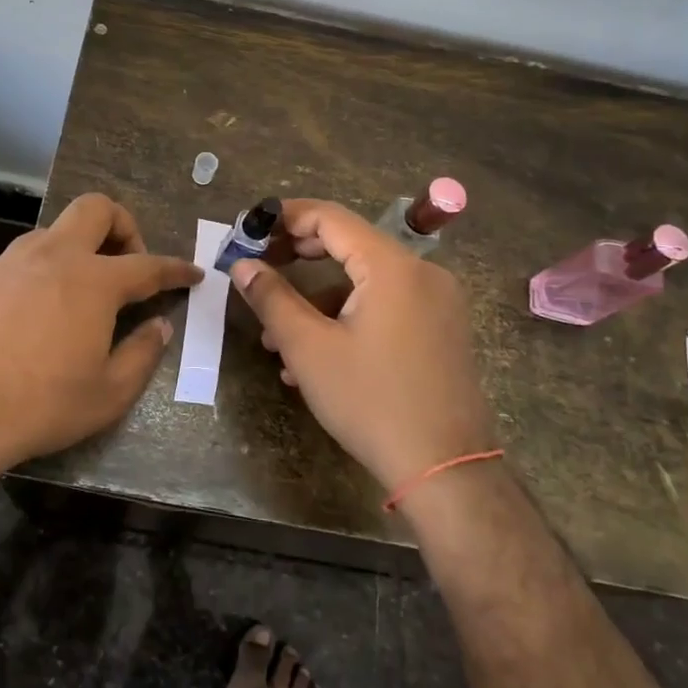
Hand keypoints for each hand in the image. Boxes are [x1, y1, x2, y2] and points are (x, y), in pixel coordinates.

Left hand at [0, 193, 202, 467]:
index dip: (175, 268)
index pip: (148, 265)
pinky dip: (38, 276)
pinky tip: (29, 318)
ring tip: (77, 295)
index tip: (192, 273)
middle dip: (122, 225)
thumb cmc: (41, 405)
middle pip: (95, 209)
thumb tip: (160, 326)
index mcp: (94, 282)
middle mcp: (54, 258)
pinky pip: (17, 264)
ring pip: (52, 232)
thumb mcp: (108, 393)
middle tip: (126, 265)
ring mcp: (9, 264)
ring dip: (76, 250)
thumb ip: (143, 353)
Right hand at [229, 199, 490, 490]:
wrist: (445, 469)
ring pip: (364, 282)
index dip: (284, 218)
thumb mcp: (309, 349)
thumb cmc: (371, 402)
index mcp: (392, 266)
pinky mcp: (441, 329)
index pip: (330, 217)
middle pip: (349, 244)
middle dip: (297, 256)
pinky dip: (347, 318)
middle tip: (257, 270)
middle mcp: (421, 272)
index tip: (248, 232)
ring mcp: (437, 302)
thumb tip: (242, 265)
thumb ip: (272, 298)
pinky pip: (385, 306)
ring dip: (317, 300)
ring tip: (277, 339)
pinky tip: (316, 358)